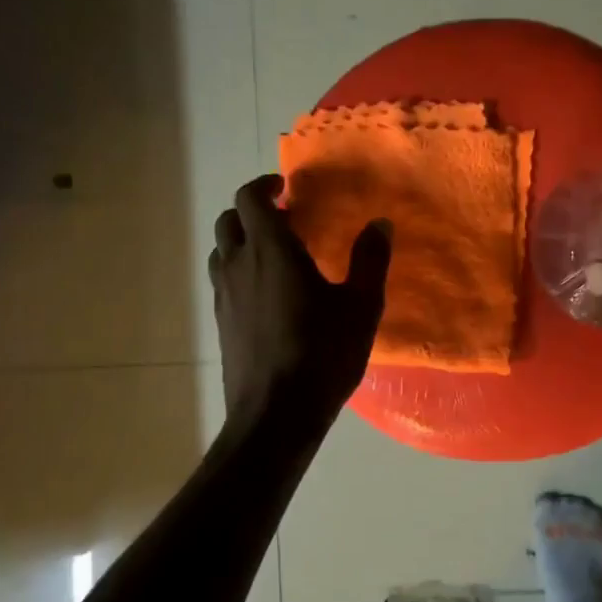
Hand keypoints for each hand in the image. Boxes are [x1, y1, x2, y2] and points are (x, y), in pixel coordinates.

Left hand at [210, 175, 390, 424]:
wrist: (276, 415)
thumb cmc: (323, 354)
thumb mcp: (361, 306)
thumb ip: (370, 260)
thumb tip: (379, 223)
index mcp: (271, 251)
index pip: (250, 199)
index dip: (265, 186)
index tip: (287, 188)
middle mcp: (238, 266)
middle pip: (229, 220)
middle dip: (253, 210)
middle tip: (286, 219)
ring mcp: (224, 296)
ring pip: (222, 251)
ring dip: (243, 240)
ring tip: (276, 254)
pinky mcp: (222, 323)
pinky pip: (224, 280)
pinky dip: (241, 270)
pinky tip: (270, 294)